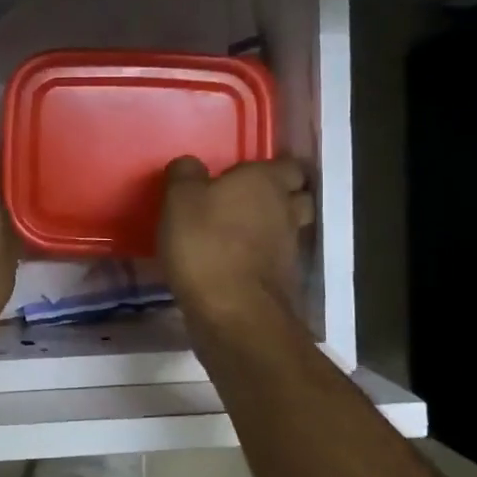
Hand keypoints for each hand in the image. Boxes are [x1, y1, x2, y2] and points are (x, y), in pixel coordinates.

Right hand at [158, 156, 313, 331]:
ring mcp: (291, 248)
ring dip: (271, 230)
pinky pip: (276, 260)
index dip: (272, 168)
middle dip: (280, 197)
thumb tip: (191, 166)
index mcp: (266, 182)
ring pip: (289, 230)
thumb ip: (184, 174)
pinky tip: (237, 264)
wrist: (231, 311)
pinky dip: (263, 259)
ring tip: (241, 235)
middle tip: (248, 202)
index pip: (288, 165)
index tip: (247, 175)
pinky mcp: (285, 281)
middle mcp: (287, 210)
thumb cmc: (205, 243)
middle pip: (297, 197)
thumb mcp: (179, 199)